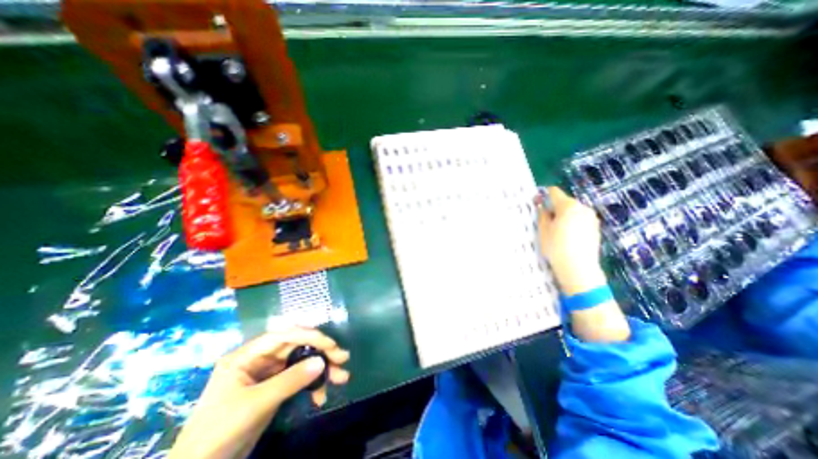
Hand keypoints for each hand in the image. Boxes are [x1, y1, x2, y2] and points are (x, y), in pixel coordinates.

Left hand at [169, 326, 351, 458]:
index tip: (331, 344)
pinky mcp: (275, 387)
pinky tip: (321, 397)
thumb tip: (322, 362)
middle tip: (343, 359)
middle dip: (321, 352)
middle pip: (297, 347)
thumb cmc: (218, 432)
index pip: (284, 335)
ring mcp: (269, 373)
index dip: (309, 336)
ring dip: (322, 369)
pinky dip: (312, 385)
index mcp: (248, 355)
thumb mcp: (255, 404)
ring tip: (341, 378)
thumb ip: (290, 380)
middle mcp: (260, 358)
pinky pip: (299, 378)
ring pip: (302, 362)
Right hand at [538, 187, 605, 293]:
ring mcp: (591, 218)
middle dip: (555, 207)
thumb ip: (542, 214)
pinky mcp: (596, 227)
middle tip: (546, 221)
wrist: (578, 268)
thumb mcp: (543, 230)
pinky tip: (568, 236)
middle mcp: (583, 208)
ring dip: (564, 215)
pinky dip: (573, 223)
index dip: (544, 195)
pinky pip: (581, 219)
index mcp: (568, 206)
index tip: (538, 202)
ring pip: (574, 211)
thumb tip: (542, 205)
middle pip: (565, 202)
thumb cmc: (556, 247)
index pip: (554, 192)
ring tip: (556, 231)